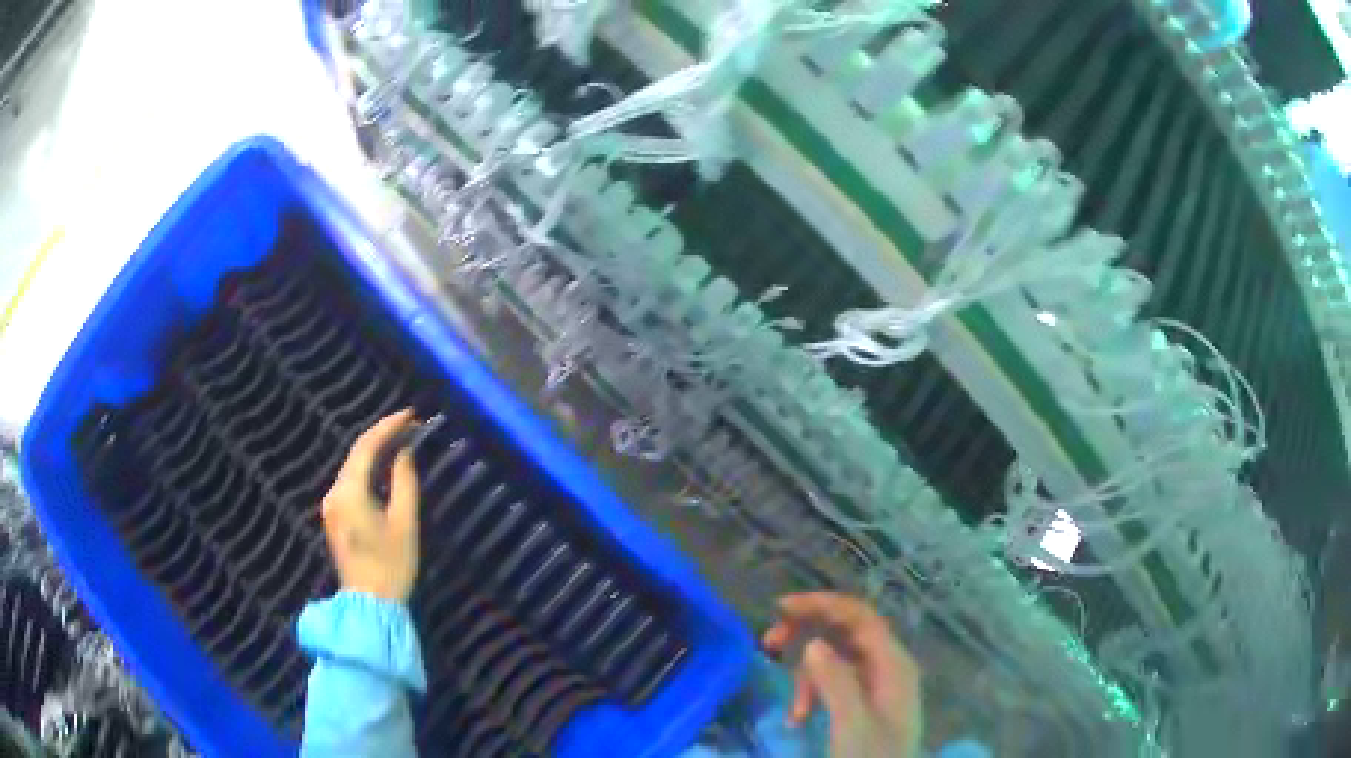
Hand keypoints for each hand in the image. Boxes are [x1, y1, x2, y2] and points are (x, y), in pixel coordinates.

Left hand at [320, 410, 421, 601]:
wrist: (369, 604)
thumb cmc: (391, 566)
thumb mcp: (404, 523)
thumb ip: (404, 482)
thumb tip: (404, 454)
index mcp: (349, 492)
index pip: (366, 446)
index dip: (388, 426)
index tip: (410, 414)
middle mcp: (334, 492)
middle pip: (355, 453)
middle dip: (381, 436)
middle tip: (408, 425)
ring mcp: (331, 505)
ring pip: (351, 466)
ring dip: (373, 451)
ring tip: (399, 441)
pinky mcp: (334, 516)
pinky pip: (349, 481)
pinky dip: (366, 469)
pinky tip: (383, 468)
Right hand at [763, 593, 922, 757]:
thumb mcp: (852, 726)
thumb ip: (837, 682)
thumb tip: (812, 642)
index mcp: (894, 665)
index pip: (861, 616)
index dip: (823, 604)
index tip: (780, 607)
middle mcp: (888, 668)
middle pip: (845, 633)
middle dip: (806, 636)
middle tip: (768, 643)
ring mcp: (876, 686)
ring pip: (834, 660)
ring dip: (805, 677)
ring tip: (792, 711)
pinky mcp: (863, 703)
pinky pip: (833, 684)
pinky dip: (811, 695)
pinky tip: (797, 718)